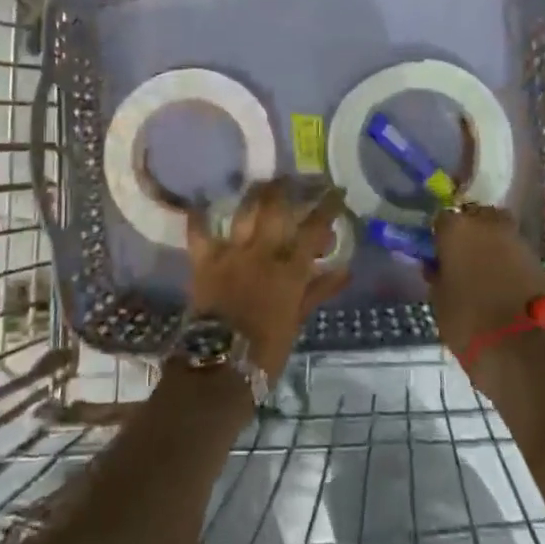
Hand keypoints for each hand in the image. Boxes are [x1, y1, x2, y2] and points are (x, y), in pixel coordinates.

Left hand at [185, 179, 350, 377]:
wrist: (219, 366)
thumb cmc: (266, 351)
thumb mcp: (297, 321)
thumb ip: (318, 291)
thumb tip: (345, 270)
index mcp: (290, 270)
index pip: (314, 230)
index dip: (327, 207)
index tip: (336, 190)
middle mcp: (262, 253)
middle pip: (277, 209)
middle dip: (286, 188)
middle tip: (292, 176)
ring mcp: (231, 254)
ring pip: (245, 212)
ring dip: (253, 194)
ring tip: (260, 182)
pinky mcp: (204, 260)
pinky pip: (199, 231)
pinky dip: (199, 216)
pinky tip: (201, 201)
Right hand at [428, 205, 544, 359]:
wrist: (518, 347)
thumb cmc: (466, 320)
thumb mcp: (439, 298)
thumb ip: (438, 274)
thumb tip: (437, 265)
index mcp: (457, 229)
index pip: (442, 219)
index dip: (439, 235)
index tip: (437, 252)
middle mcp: (488, 225)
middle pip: (475, 216)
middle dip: (469, 231)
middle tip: (461, 255)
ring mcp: (517, 240)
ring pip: (498, 231)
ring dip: (490, 244)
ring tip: (482, 269)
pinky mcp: (538, 260)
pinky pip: (515, 252)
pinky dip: (508, 260)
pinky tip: (501, 281)